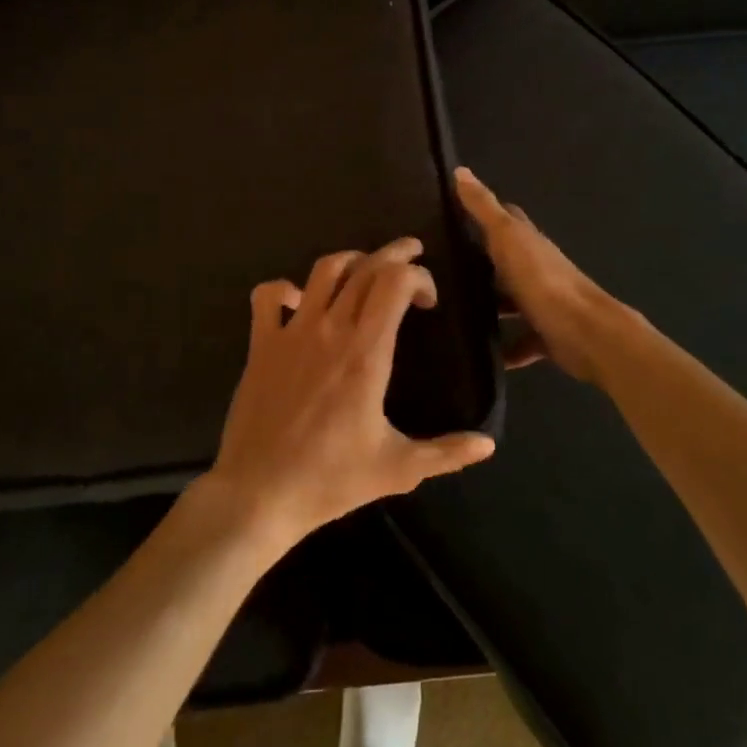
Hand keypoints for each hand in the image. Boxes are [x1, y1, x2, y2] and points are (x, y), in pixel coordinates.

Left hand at [203, 236, 496, 547]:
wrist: (259, 492)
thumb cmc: (330, 480)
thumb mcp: (398, 469)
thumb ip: (446, 453)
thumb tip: (487, 445)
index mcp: (366, 353)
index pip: (395, 283)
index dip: (419, 278)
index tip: (430, 301)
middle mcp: (330, 330)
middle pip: (365, 267)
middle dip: (394, 254)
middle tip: (412, 255)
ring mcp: (291, 332)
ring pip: (322, 271)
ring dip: (350, 260)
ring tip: (365, 267)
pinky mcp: (260, 344)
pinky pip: (268, 296)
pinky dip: (284, 288)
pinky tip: (298, 300)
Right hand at [454, 167, 630, 384]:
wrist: (586, 333)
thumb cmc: (542, 280)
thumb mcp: (507, 239)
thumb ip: (484, 209)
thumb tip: (460, 171)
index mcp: (529, 242)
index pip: (507, 218)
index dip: (485, 212)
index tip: (455, 213)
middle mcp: (538, 268)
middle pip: (507, 261)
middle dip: (480, 263)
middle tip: (442, 268)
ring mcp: (544, 303)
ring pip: (512, 301)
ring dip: (491, 305)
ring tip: (454, 311)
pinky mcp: (547, 335)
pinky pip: (522, 341)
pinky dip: (507, 348)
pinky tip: (485, 355)